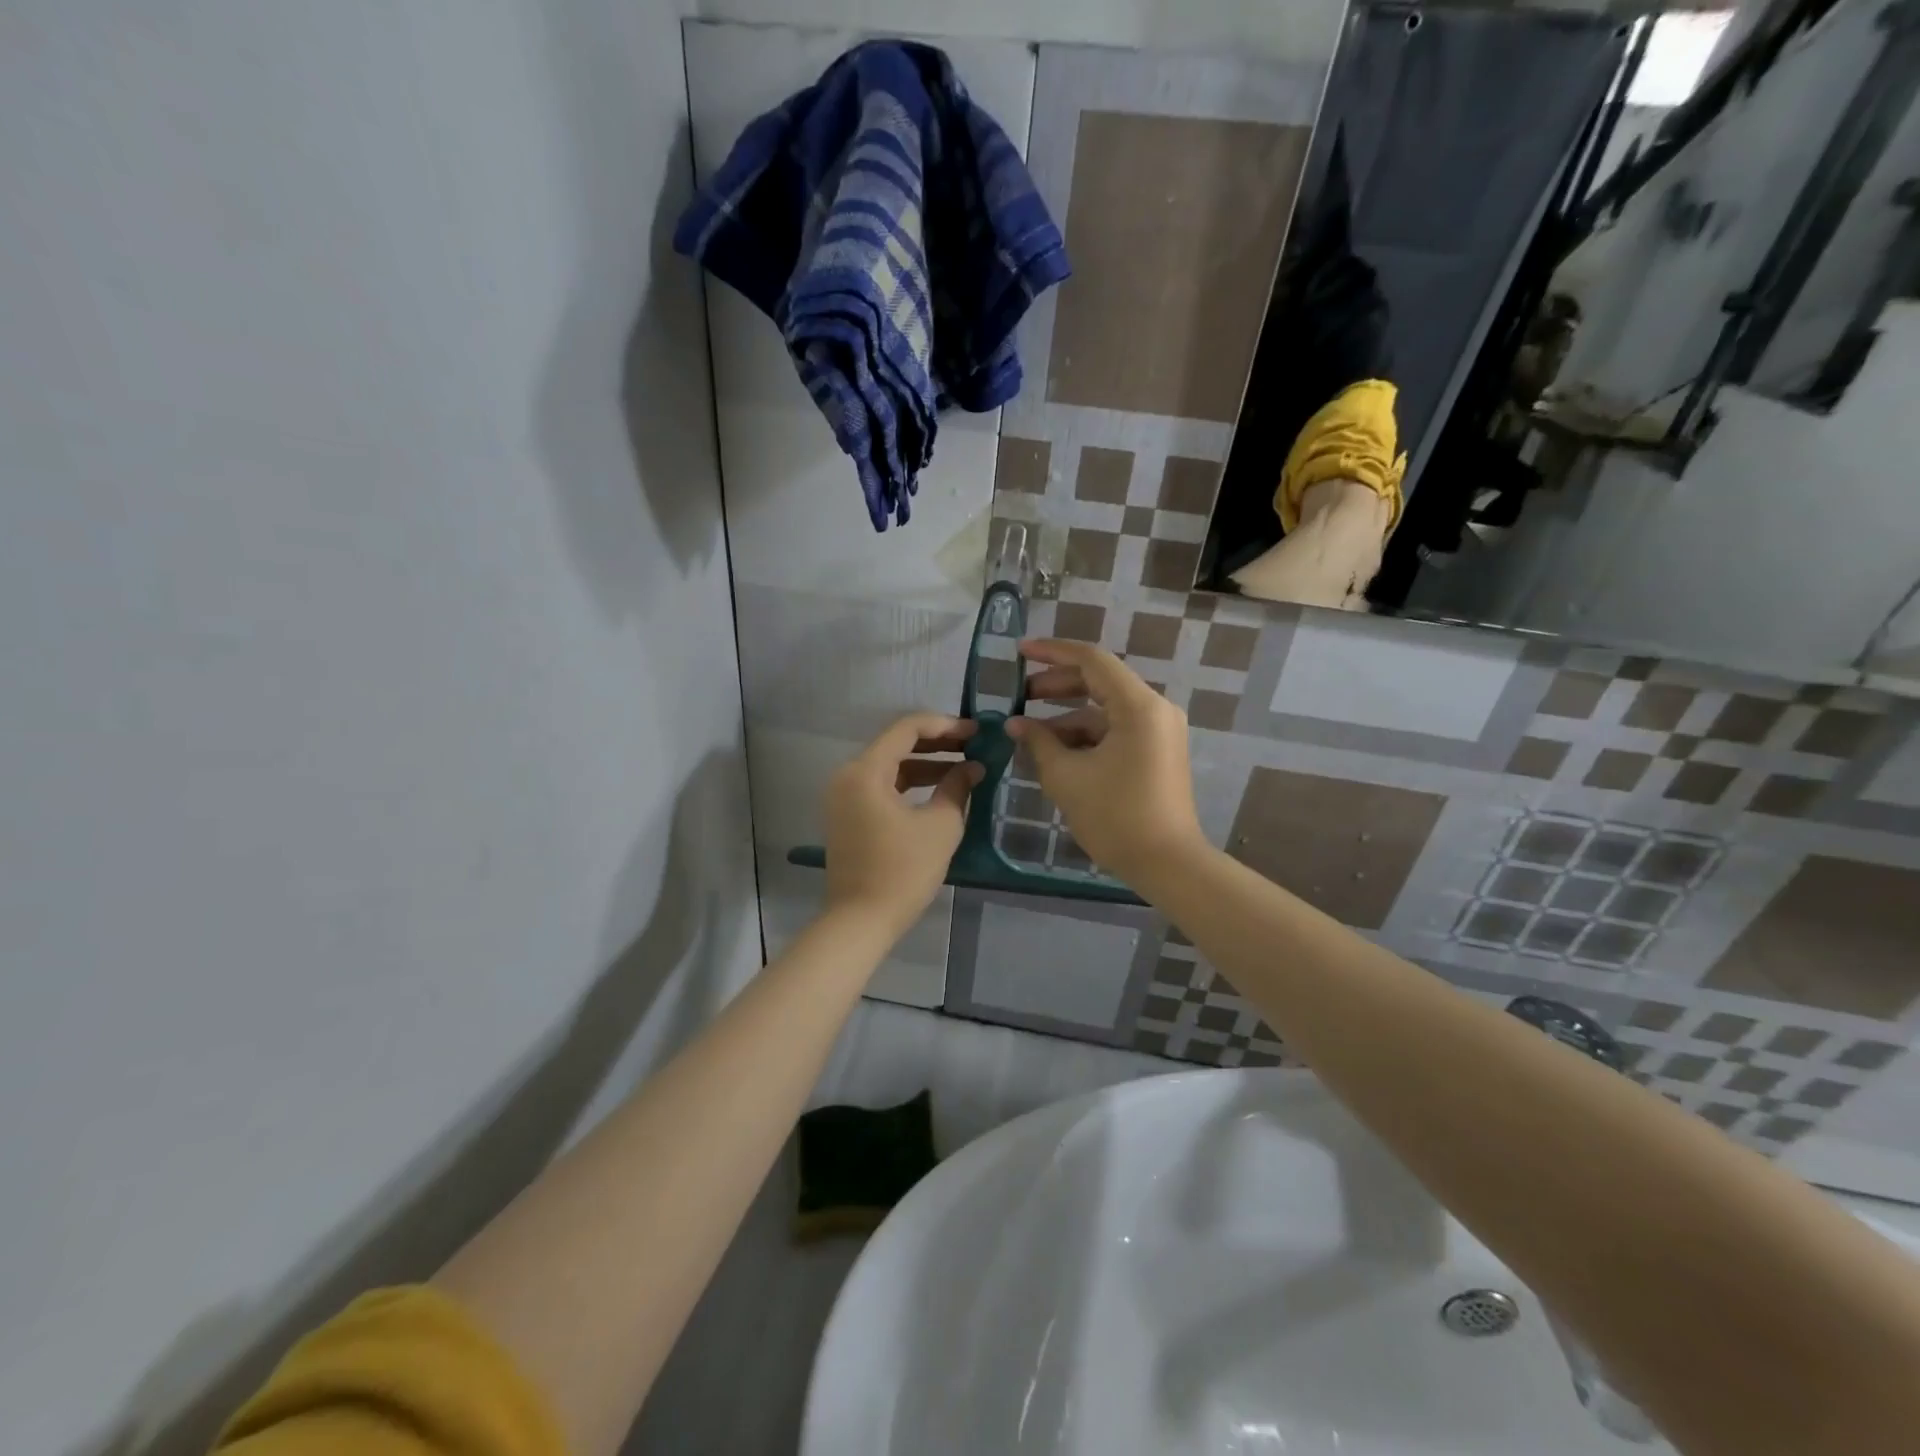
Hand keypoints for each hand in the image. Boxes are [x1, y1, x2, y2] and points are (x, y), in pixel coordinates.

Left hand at [824, 714, 982, 936]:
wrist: (860, 921)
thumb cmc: (903, 871)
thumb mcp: (940, 826)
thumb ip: (957, 788)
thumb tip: (972, 768)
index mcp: (866, 771)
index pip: (907, 729)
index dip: (945, 726)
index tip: (976, 732)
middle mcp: (848, 776)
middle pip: (896, 745)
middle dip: (937, 744)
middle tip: (974, 746)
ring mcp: (844, 797)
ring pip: (890, 767)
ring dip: (925, 765)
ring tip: (964, 769)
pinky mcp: (848, 816)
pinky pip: (881, 787)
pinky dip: (909, 785)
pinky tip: (939, 790)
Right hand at [1006, 640, 1205, 883]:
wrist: (1167, 864)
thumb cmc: (1115, 816)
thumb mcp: (1067, 777)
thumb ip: (1038, 742)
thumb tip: (1015, 724)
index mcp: (1138, 706)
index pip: (1092, 660)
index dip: (1052, 652)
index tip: (1020, 653)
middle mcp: (1154, 709)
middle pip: (1099, 681)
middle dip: (1056, 686)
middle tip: (1020, 696)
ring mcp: (1158, 731)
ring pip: (1105, 709)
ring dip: (1067, 716)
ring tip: (1029, 734)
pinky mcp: (1156, 751)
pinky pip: (1116, 730)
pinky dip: (1085, 735)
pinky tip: (1055, 753)